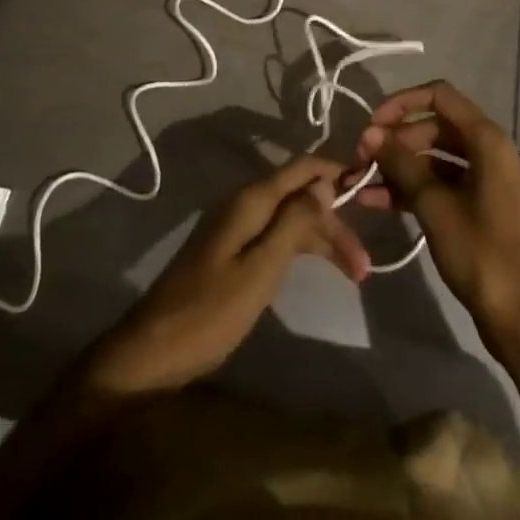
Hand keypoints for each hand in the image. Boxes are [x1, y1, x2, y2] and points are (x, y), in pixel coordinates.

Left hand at [81, 154, 370, 397]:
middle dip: (335, 222)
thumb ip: (294, 222)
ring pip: (290, 219)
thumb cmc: (209, 312)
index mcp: (251, 199)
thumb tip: (324, 181)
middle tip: (364, 264)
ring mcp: (236, 226)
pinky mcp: (231, 250)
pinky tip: (317, 268)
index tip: (369, 184)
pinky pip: (275, 236)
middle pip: (300, 196)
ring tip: (355, 274)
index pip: (303, 168)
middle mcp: (245, 203)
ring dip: (322, 240)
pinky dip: (301, 249)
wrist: (150, 352)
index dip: (336, 171)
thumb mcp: (260, 270)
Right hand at [349, 81, 519, 354]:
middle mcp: (494, 150)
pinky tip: (381, 203)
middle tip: (363, 159)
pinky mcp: (486, 205)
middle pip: (438, 126)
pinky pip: (447, 183)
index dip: (402, 103)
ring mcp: (492, 179)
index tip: (373, 124)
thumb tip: (371, 134)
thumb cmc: (480, 254)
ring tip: (364, 184)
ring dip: (402, 167)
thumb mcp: (434, 205)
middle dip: (398, 140)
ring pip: (439, 157)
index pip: (440, 96)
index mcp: (489, 140)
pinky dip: (417, 188)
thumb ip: (401, 163)